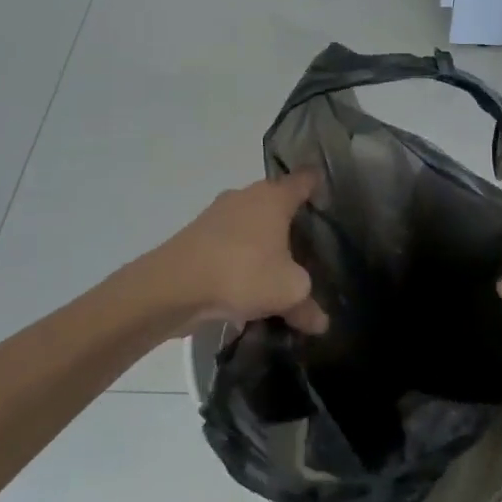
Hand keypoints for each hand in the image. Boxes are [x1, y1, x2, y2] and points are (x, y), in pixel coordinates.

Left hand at [145, 173, 327, 333]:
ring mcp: (217, 214)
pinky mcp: (196, 235)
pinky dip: (239, 257)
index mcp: (274, 197)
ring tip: (276, 269)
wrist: (173, 286)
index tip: (328, 195)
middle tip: (308, 243)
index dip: (318, 185)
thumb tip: (321, 322)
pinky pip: (229, 242)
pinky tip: (244, 285)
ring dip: (261, 241)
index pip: (304, 180)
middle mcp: (246, 196)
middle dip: (289, 220)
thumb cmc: (243, 273)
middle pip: (275, 201)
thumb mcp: (288, 292)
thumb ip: (307, 305)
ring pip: (250, 223)